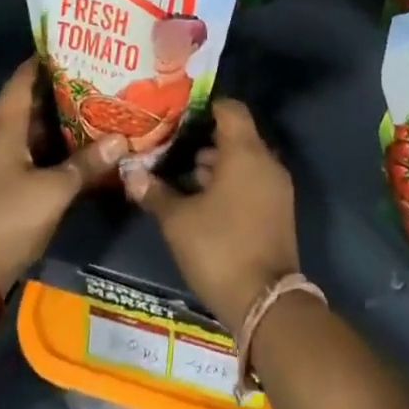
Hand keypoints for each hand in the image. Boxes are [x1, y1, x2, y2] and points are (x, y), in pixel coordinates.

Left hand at [0, 59, 125, 290]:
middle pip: (31, 103)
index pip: (22, 79)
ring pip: (35, 131)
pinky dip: (57, 147)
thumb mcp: (54, 190)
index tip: (76, 44)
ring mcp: (0, 164)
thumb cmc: (6, 220)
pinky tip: (85, 147)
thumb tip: (122, 140)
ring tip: (100, 104)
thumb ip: (88, 164)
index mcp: (4, 129)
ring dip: (63, 120)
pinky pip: (35, 154)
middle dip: (63, 89)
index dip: (44, 59)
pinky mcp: (6, 187)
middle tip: (101, 74)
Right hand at [124, 100, 298, 330]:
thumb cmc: (219, 249)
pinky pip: (252, 179)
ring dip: (216, 162)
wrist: (266, 302)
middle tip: (171, 145)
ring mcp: (276, 186)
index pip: (230, 108)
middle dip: (204, 138)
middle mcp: (266, 161)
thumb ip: (154, 192)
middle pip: (236, 134)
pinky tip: (202, 199)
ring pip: (244, 159)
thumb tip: (130, 172)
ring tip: (181, 174)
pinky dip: (231, 181)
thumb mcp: (178, 221)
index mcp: (245, 152)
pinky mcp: (278, 208)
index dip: (204, 106)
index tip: (178, 113)